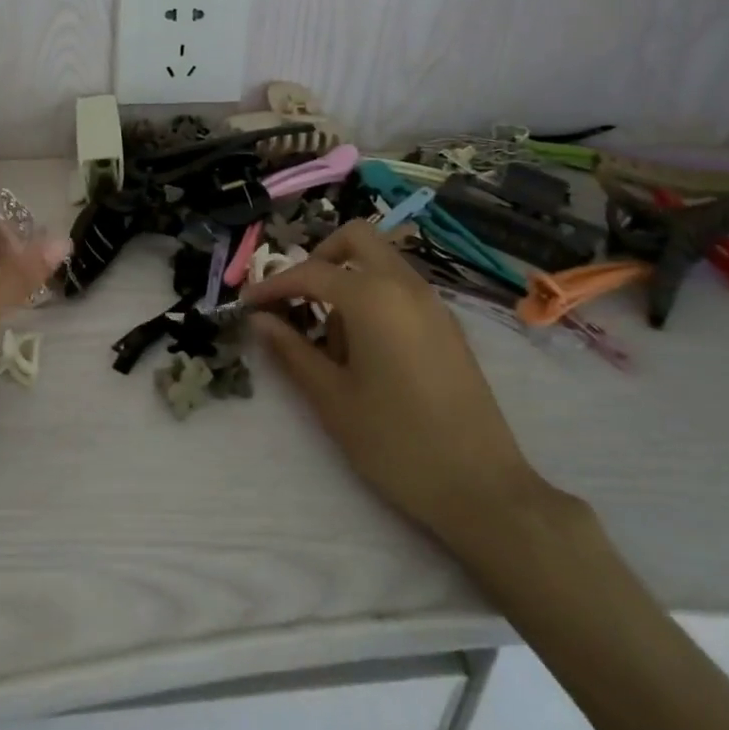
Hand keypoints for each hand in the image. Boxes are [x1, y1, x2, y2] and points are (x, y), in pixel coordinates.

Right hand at [242, 221, 559, 558]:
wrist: (482, 489)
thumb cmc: (395, 442)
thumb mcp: (332, 398)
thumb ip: (292, 350)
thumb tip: (261, 320)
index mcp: (374, 297)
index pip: (311, 272)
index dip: (273, 285)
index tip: (246, 305)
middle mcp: (406, 286)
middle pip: (357, 239)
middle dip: (318, 258)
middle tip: (296, 299)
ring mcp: (434, 304)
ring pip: (381, 263)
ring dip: (348, 280)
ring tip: (330, 341)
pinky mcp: (448, 327)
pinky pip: (402, 289)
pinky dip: (374, 297)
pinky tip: (364, 351)